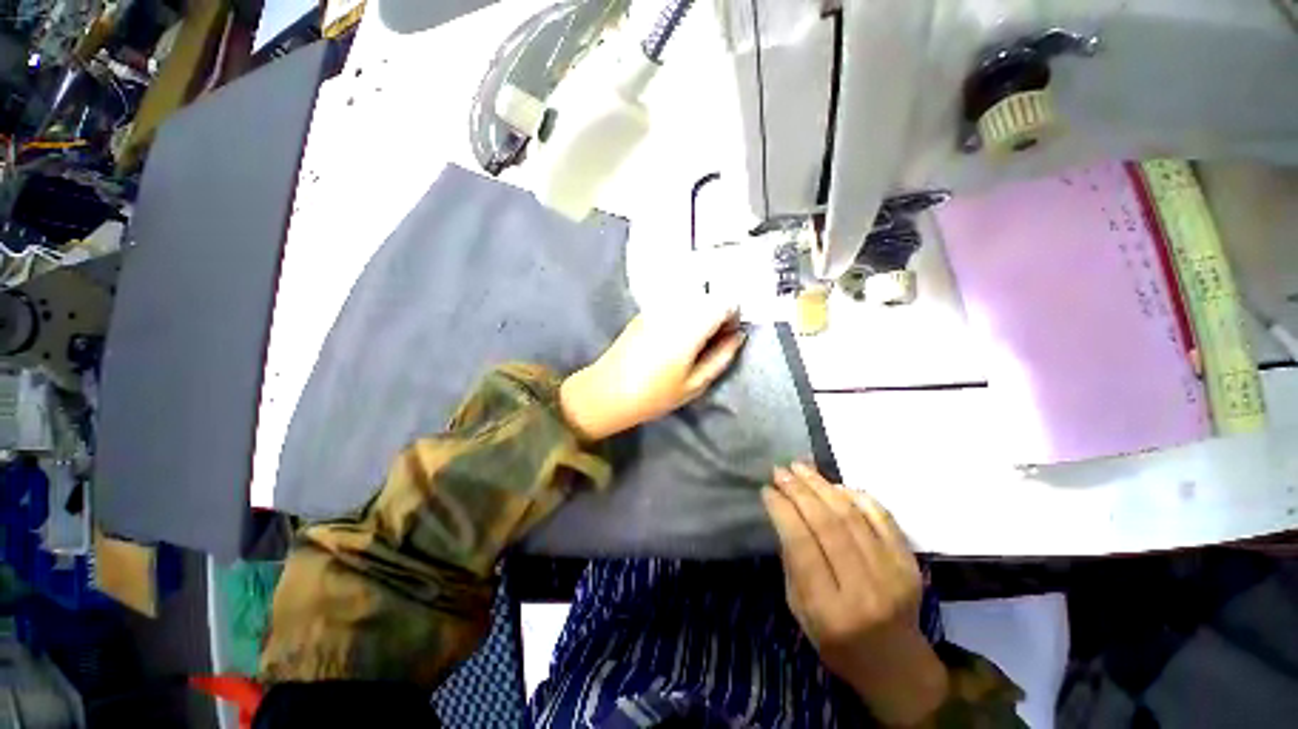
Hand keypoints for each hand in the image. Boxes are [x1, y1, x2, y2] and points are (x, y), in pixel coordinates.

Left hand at [559, 301, 745, 440]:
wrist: (607, 391)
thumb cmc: (654, 395)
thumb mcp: (695, 384)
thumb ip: (721, 357)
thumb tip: (737, 336)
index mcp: (689, 327)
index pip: (724, 303)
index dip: (733, 316)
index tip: (729, 336)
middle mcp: (673, 309)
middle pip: (708, 297)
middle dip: (718, 314)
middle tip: (713, 341)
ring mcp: (656, 308)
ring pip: (691, 299)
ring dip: (700, 314)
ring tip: (694, 342)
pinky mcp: (644, 312)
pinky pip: (674, 304)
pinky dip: (684, 314)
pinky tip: (675, 338)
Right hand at [763, 463, 947, 726]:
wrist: (897, 665)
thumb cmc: (837, 642)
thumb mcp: (800, 611)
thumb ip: (793, 563)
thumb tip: (785, 514)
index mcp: (830, 610)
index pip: (801, 545)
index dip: (782, 510)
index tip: (767, 490)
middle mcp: (864, 589)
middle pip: (827, 525)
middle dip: (798, 491)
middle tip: (780, 471)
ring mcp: (893, 574)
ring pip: (852, 516)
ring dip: (822, 485)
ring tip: (800, 467)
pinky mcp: (909, 563)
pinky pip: (882, 517)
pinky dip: (857, 495)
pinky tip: (835, 484)